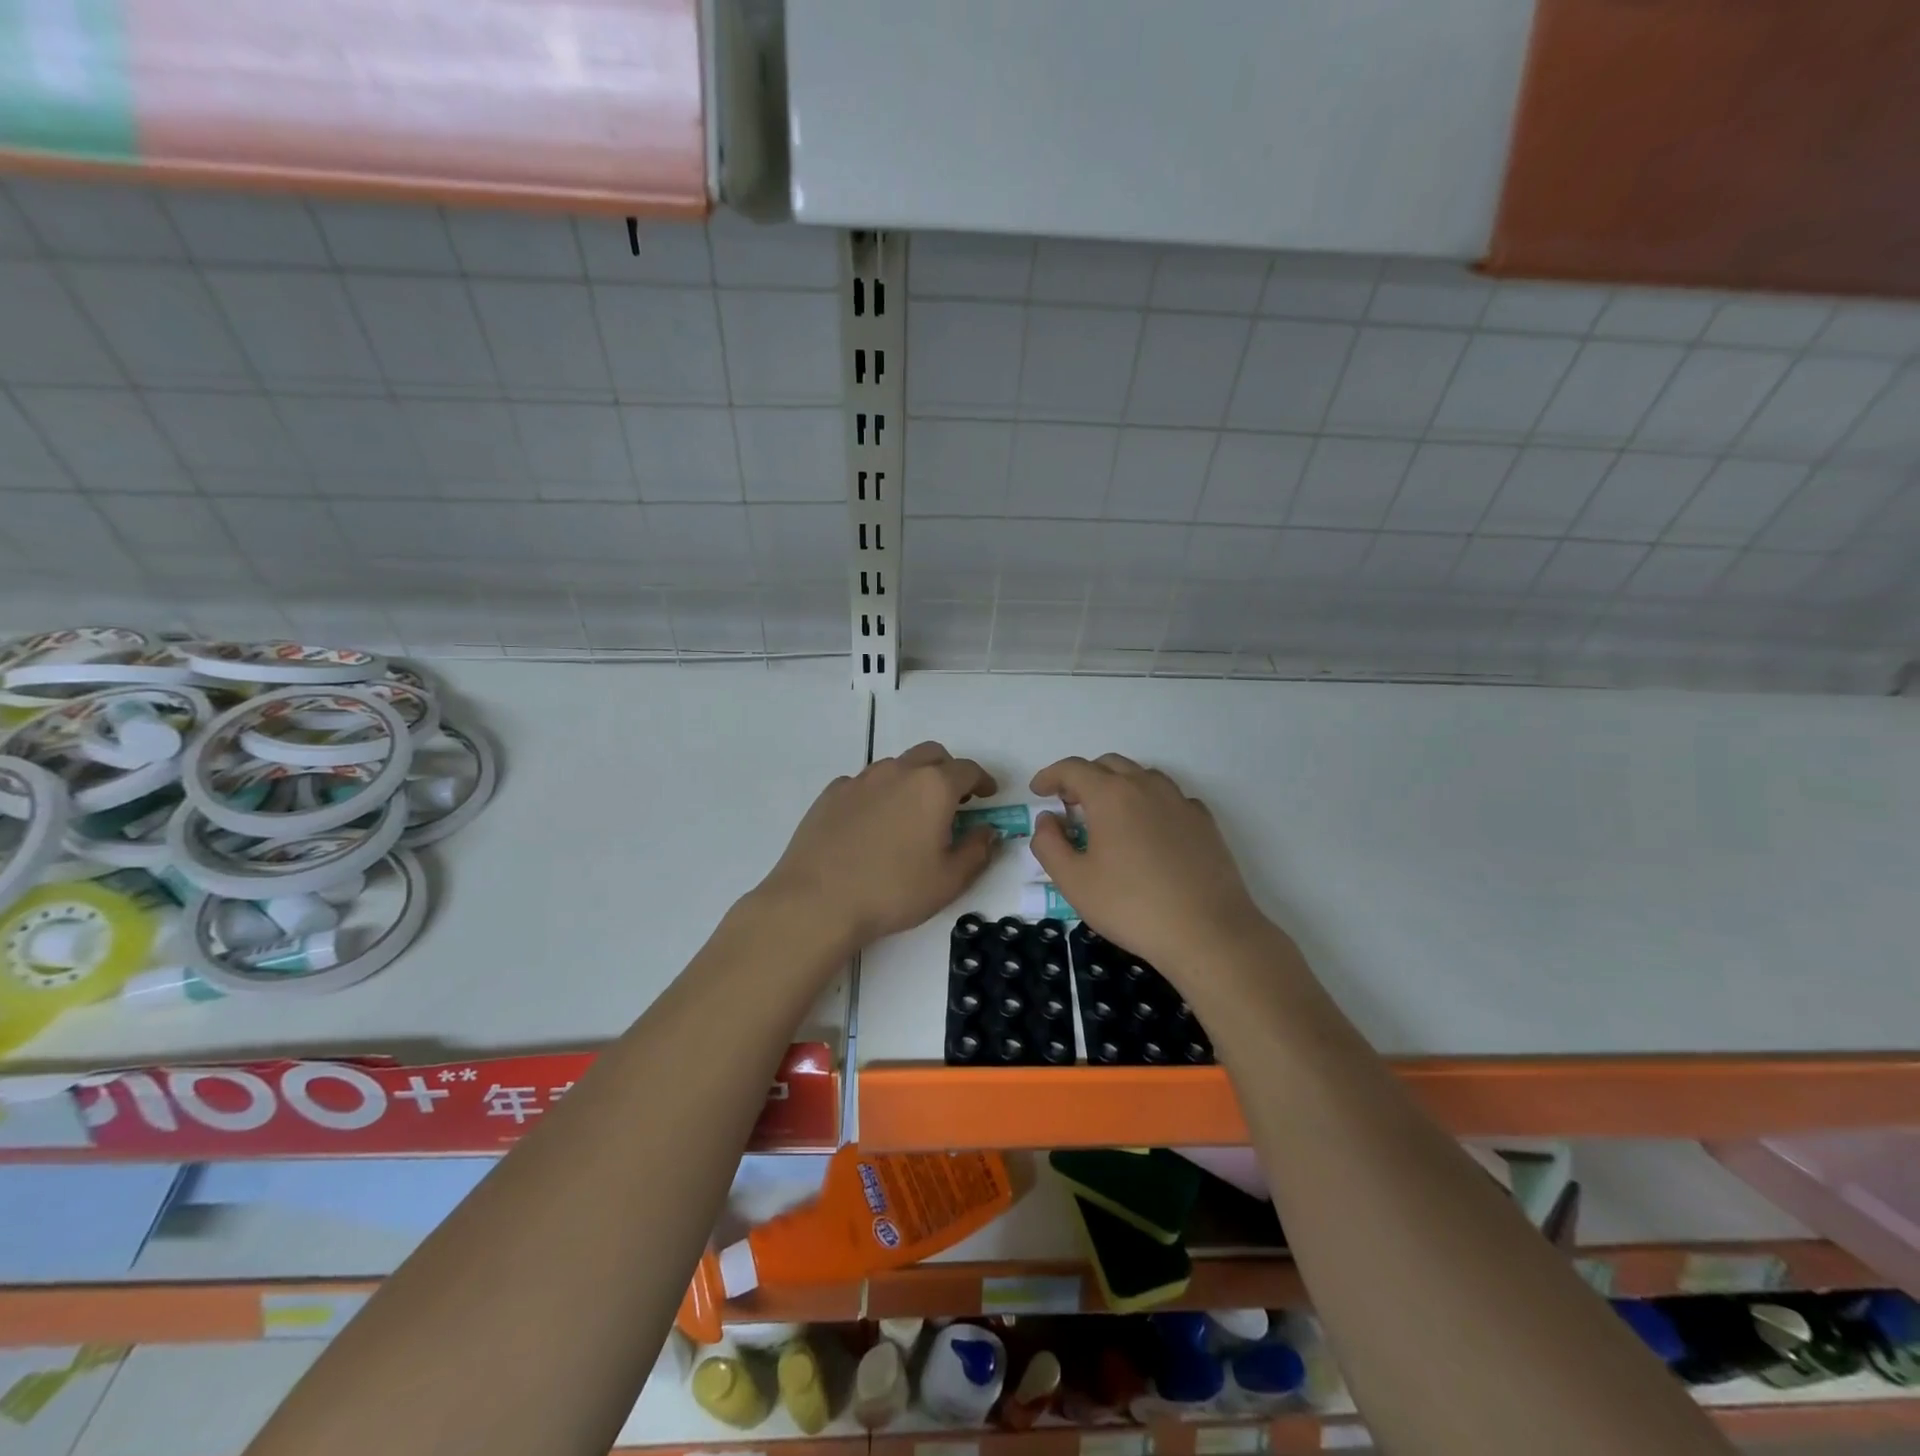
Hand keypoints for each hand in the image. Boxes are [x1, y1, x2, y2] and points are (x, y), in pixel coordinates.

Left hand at [757, 741, 999, 949]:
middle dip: (949, 771)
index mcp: (933, 787)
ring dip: (913, 779)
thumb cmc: (892, 891)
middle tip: (955, 799)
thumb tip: (987, 831)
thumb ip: (977, 850)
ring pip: (897, 766)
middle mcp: (898, 772)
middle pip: (932, 755)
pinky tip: (875, 823)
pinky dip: (880, 793)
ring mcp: (861, 779)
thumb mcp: (949, 881)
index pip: (967, 770)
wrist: (817, 900)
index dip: (983, 780)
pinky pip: (866, 783)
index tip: (989, 794)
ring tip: (913, 812)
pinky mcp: (832, 793)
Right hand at [1029, 754, 1270, 976]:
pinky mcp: (1204, 821)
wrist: (1208, 932)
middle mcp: (1146, 786)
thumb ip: (1049, 844)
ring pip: (1141, 776)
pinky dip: (1148, 803)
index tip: (1038, 791)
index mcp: (1110, 795)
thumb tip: (1047, 820)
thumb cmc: (1131, 906)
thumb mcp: (1074, 882)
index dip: (1050, 776)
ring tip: (1107, 816)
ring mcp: (1180, 801)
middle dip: (1083, 778)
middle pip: (1108, 764)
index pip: (1072, 768)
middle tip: (1069, 804)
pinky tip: (1147, 831)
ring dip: (1117, 785)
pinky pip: (1168, 797)